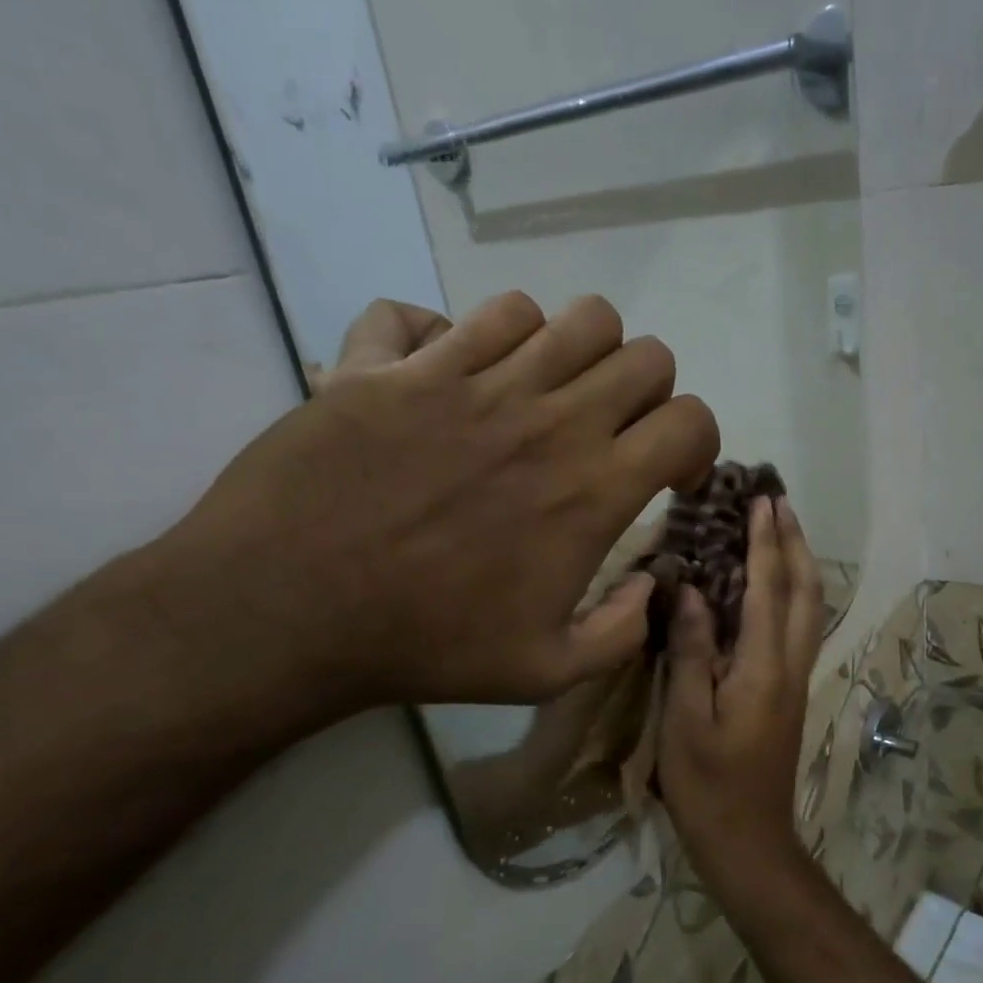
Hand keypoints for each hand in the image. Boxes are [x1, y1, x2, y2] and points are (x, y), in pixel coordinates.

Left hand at [140, 292, 718, 721]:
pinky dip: (464, 336)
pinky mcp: (393, 363)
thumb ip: (622, 632)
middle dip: (645, 391)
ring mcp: (466, 378)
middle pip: (642, 352)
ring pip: (564, 316)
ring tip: (541, 394)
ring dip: (571, 353)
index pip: (690, 419)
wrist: (286, 614)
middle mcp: (546, 417)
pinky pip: (452, 311)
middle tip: (612, 431)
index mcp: (592, 488)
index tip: (669, 473)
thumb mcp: (547, 671)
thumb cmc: (427, 646)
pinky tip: (450, 377)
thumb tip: (652, 587)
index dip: (696, 442)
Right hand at [659, 497, 822, 886]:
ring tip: (782, 530)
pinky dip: (794, 592)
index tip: (761, 501)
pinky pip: (800, 626)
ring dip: (801, 563)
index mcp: (764, 668)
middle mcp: (790, 666)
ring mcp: (796, 680)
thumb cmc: (707, 784)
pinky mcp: (790, 692)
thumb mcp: (686, 718)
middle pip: (806, 592)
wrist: (748, 840)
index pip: (770, 590)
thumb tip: (693, 592)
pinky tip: (777, 586)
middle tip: (778, 502)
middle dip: (795, 542)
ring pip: (810, 608)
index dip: (766, 544)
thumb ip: (692, 651)